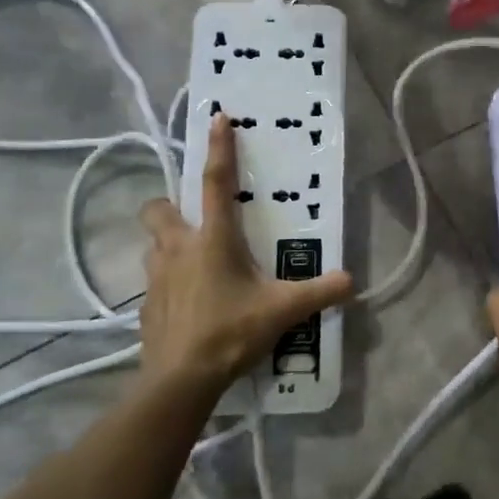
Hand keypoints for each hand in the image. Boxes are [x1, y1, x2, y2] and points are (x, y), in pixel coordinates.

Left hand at [138, 113, 353, 390]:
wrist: (180, 380)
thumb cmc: (230, 332)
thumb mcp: (283, 311)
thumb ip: (320, 292)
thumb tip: (352, 281)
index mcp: (212, 240)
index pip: (215, 183)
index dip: (219, 148)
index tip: (217, 118)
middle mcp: (178, 249)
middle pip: (159, 209)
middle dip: (170, 205)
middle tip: (193, 219)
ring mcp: (156, 278)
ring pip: (152, 245)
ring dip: (168, 244)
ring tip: (193, 262)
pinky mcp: (146, 306)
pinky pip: (154, 281)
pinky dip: (168, 282)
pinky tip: (188, 302)